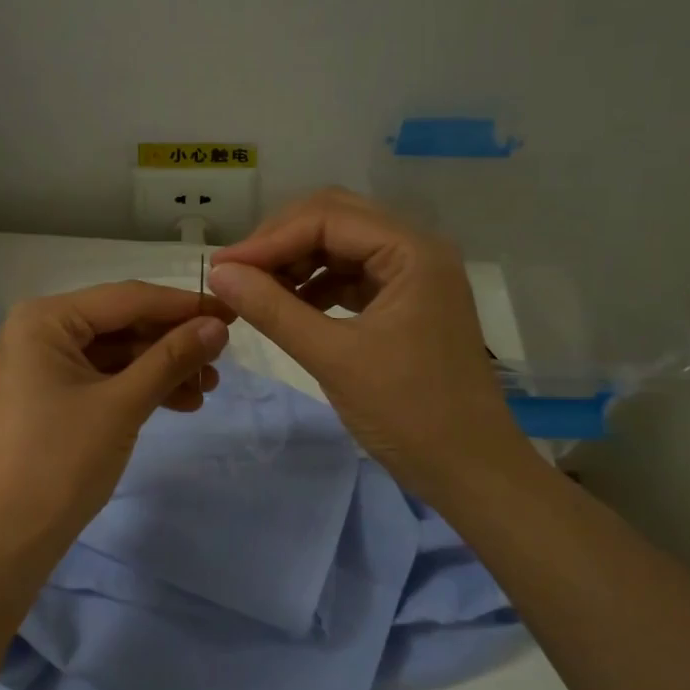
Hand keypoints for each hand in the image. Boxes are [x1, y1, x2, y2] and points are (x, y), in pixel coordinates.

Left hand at [0, 282, 232, 553]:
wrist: (9, 536)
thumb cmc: (61, 461)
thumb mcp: (122, 404)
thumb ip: (171, 358)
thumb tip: (218, 327)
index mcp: (45, 319)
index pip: (127, 298)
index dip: (183, 305)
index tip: (232, 312)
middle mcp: (40, 330)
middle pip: (122, 323)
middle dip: (173, 342)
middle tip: (222, 358)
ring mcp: (44, 364)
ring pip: (117, 352)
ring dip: (162, 367)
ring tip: (207, 388)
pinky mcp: (52, 394)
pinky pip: (105, 377)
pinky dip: (141, 387)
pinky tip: (182, 401)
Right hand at [209, 188, 537, 506]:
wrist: (470, 471)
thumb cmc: (408, 412)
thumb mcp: (332, 357)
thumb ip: (273, 309)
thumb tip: (219, 274)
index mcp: (412, 251)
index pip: (326, 218)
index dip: (269, 239)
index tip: (222, 268)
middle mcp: (416, 250)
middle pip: (335, 220)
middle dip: (280, 243)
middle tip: (236, 274)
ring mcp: (413, 277)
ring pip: (341, 247)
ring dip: (295, 263)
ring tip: (255, 292)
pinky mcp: (406, 304)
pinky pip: (351, 277)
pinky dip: (315, 287)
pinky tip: (288, 308)